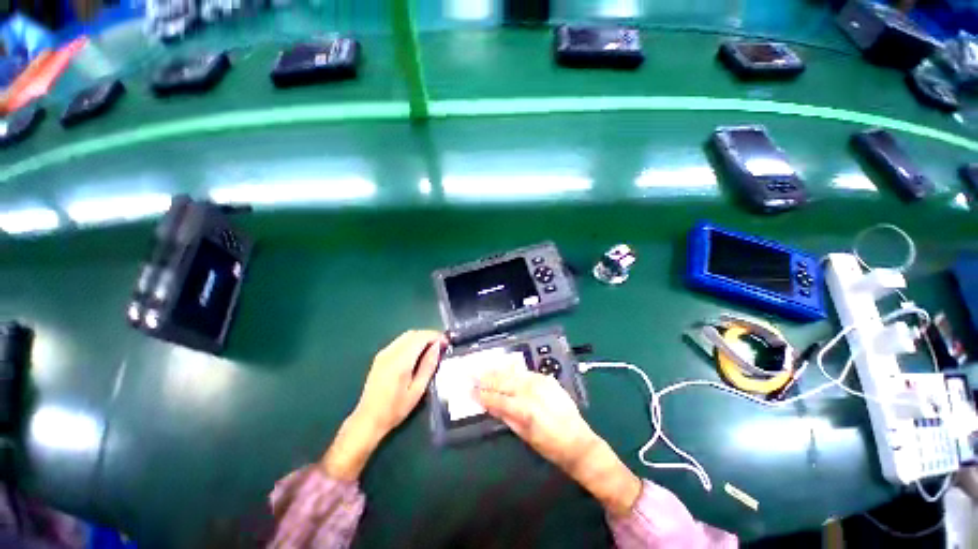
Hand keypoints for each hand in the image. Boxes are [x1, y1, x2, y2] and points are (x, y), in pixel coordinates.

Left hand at [322, 330, 445, 480]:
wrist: (368, 420)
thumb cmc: (395, 409)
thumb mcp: (417, 390)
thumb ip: (428, 365)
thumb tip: (438, 346)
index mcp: (400, 361)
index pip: (421, 337)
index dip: (436, 336)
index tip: (447, 343)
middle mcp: (390, 353)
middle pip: (413, 333)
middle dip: (429, 336)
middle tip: (441, 346)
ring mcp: (383, 353)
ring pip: (406, 336)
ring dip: (420, 338)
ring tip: (432, 349)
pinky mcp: (380, 357)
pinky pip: (399, 342)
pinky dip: (412, 342)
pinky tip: (417, 353)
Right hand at [475, 365, 641, 516]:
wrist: (578, 442)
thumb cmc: (550, 446)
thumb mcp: (525, 435)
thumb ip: (506, 416)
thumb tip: (489, 404)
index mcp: (525, 408)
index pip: (498, 398)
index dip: (483, 394)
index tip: (470, 390)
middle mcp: (532, 390)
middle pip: (504, 381)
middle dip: (486, 377)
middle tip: (471, 373)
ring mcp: (540, 381)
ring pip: (513, 373)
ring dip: (497, 371)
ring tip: (483, 369)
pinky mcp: (547, 378)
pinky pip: (525, 372)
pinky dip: (512, 371)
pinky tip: (504, 369)